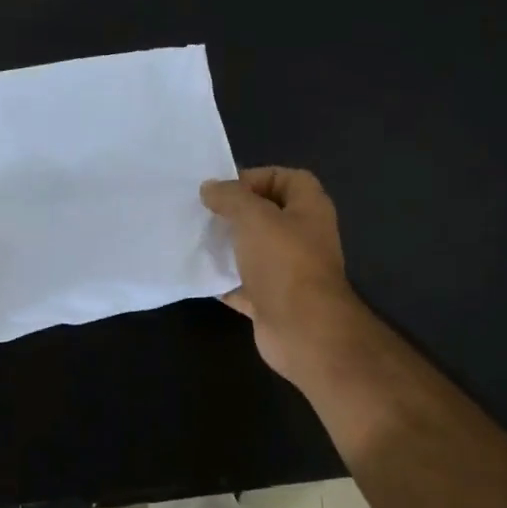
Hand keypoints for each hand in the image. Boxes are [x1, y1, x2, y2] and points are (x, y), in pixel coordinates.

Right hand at [201, 167, 365, 388]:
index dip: (256, 178)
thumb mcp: (254, 217)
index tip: (223, 190)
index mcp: (309, 209)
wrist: (302, 329)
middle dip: (236, 213)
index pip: (286, 178)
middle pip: (267, 215)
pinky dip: (225, 281)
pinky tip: (200, 275)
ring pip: (253, 251)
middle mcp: (303, 237)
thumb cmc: (284, 262)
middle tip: (203, 213)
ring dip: (228, 246)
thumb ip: (230, 197)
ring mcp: (288, 272)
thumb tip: (210, 188)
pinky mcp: (272, 301)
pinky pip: (243, 285)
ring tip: (197, 240)